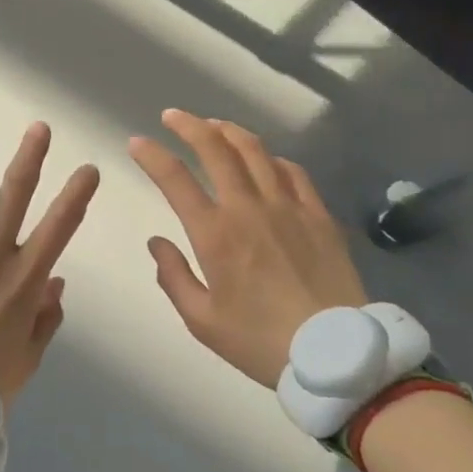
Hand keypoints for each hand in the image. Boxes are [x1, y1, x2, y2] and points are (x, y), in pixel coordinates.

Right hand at [129, 110, 368, 388]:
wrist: (334, 355)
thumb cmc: (260, 342)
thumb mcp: (202, 320)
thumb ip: (173, 277)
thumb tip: (156, 242)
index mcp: (215, 234)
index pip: (175, 179)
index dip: (152, 155)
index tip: (138, 142)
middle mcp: (248, 208)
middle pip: (216, 148)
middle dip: (189, 125)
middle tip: (173, 116)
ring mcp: (288, 207)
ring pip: (256, 151)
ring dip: (229, 131)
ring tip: (214, 125)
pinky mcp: (318, 215)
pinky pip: (293, 172)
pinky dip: (272, 158)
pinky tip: (266, 160)